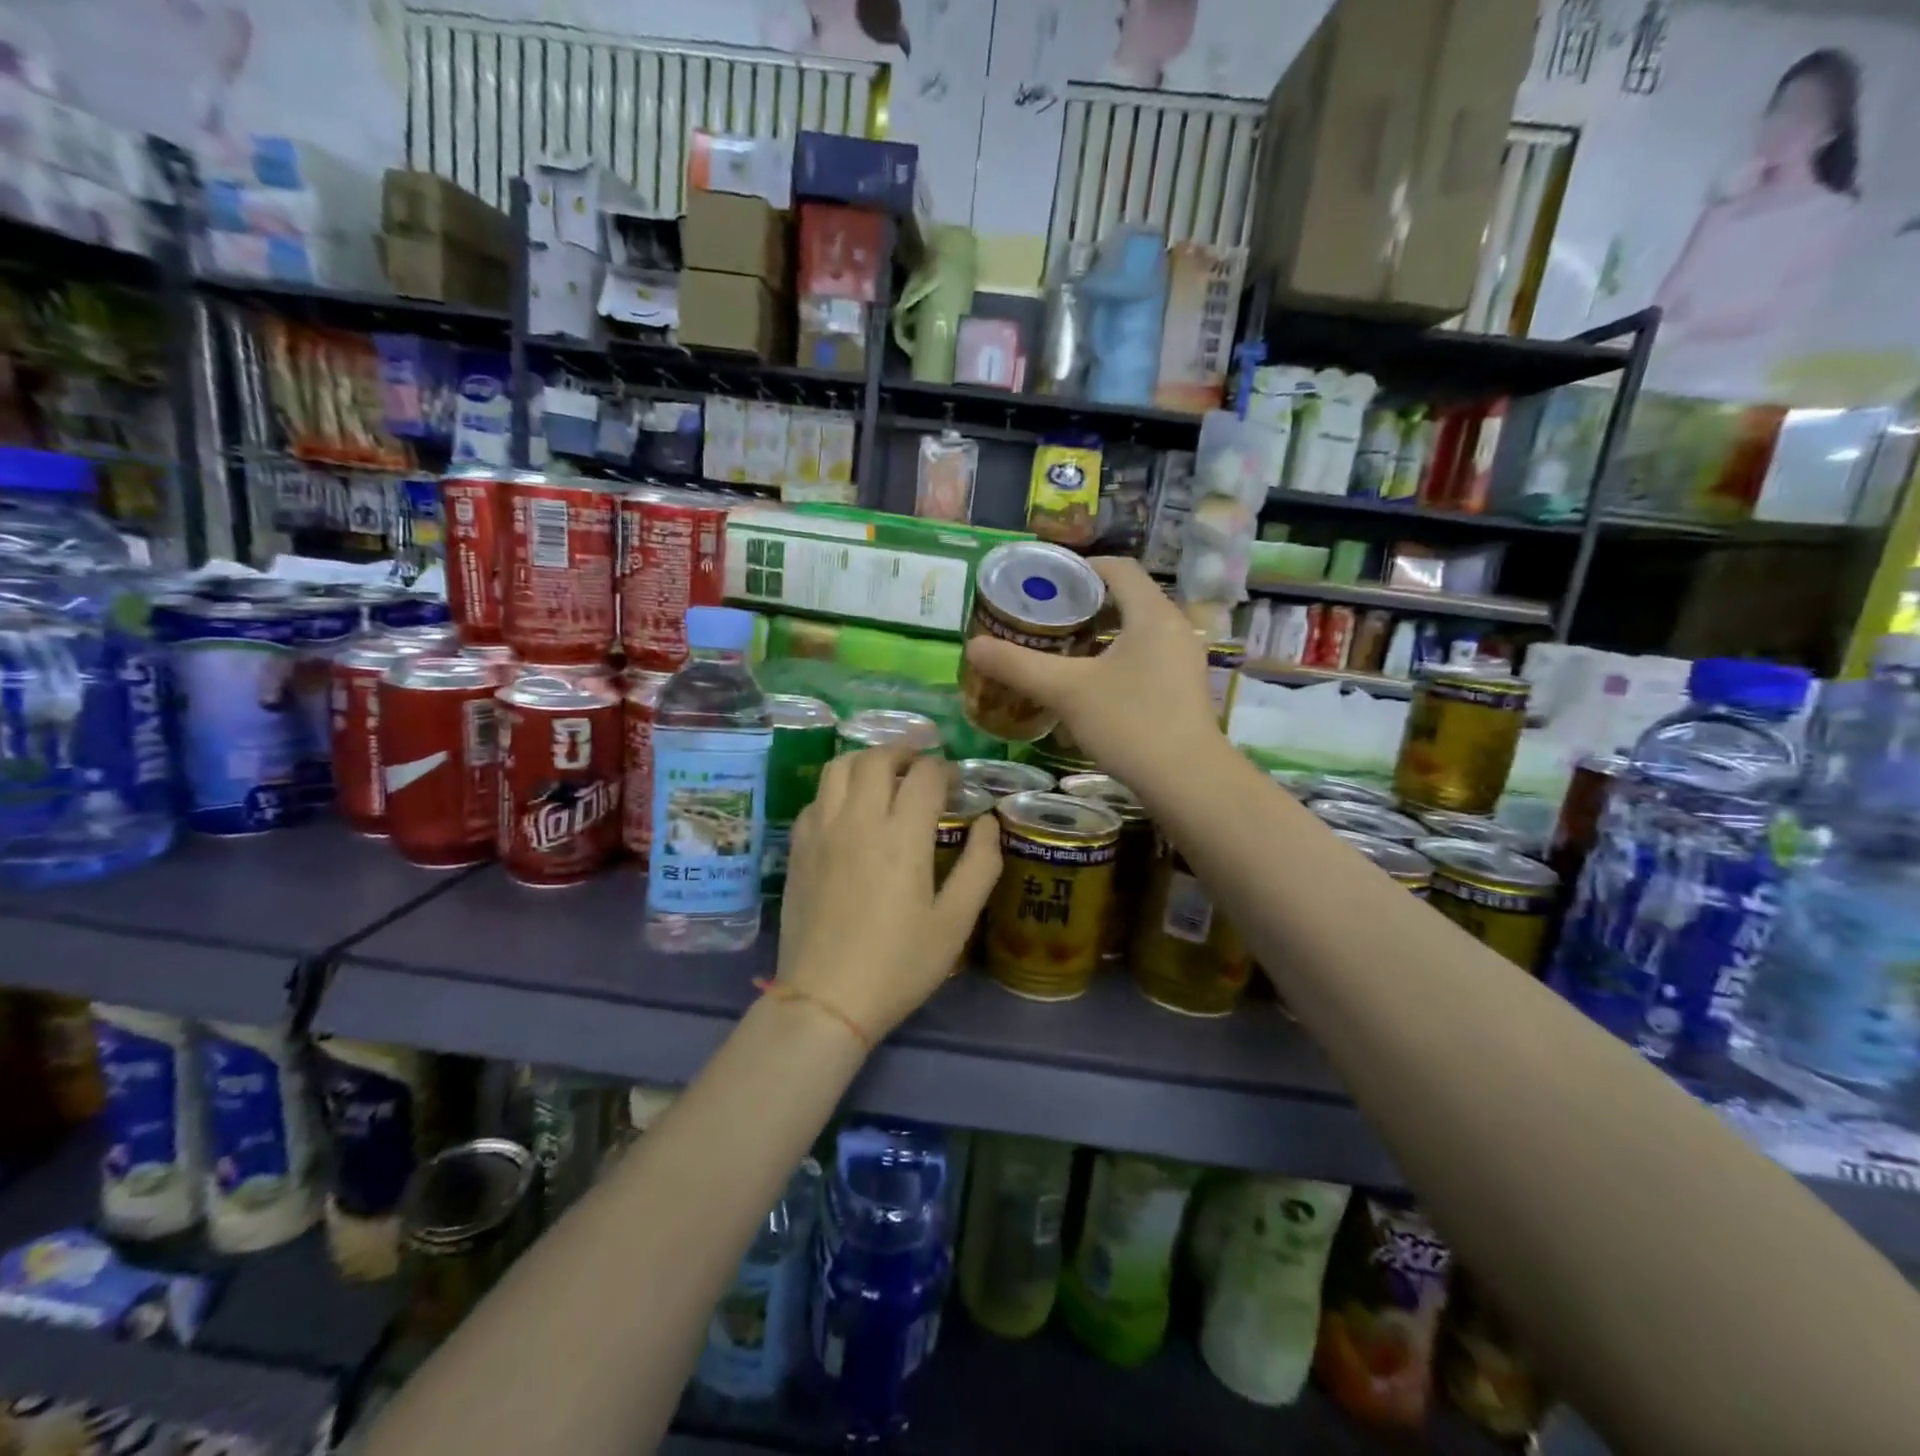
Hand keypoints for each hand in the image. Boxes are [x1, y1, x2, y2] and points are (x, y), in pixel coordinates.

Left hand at [778, 747, 1000, 1040]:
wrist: (825, 1000)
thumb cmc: (898, 964)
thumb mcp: (955, 923)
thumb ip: (980, 866)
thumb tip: (989, 823)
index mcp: (901, 836)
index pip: (925, 775)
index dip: (946, 770)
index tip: (957, 783)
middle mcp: (858, 820)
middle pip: (877, 758)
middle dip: (905, 752)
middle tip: (922, 768)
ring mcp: (821, 831)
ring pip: (839, 767)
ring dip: (867, 761)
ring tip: (885, 777)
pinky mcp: (797, 848)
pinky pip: (817, 798)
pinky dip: (839, 790)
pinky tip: (851, 812)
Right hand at [964, 557, 1221, 792]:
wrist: (1187, 782)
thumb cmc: (1129, 723)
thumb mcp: (1066, 691)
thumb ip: (1018, 665)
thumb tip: (972, 645)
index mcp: (1152, 613)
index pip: (1118, 568)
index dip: (1080, 567)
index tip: (1045, 582)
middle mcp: (1174, 628)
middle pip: (1127, 598)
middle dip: (1084, 604)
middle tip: (1045, 618)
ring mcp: (1183, 660)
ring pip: (1136, 630)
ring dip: (1099, 634)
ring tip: (1061, 649)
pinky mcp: (1183, 689)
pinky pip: (1146, 656)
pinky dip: (1116, 658)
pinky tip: (1090, 684)